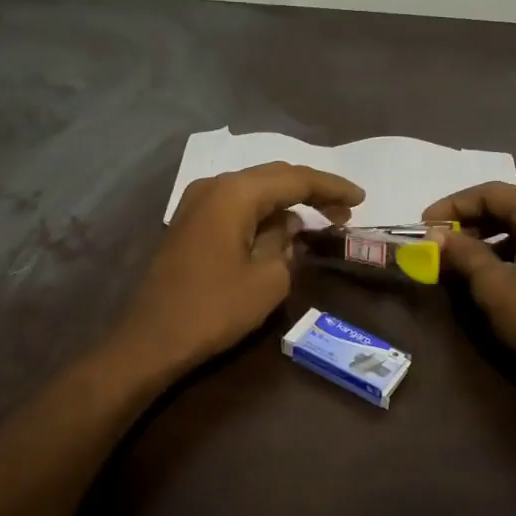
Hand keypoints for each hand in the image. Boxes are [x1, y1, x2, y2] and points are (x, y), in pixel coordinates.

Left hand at [115, 162, 364, 374]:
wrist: (154, 338)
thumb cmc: (215, 308)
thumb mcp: (268, 279)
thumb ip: (285, 242)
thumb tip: (286, 226)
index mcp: (234, 193)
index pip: (295, 179)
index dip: (331, 187)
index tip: (361, 199)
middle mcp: (214, 186)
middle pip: (273, 177)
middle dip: (311, 191)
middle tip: (344, 210)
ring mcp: (196, 203)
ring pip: (253, 190)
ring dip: (286, 202)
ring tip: (320, 219)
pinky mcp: (190, 223)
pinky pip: (235, 206)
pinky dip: (262, 213)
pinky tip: (281, 228)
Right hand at [425, 183, 515, 390]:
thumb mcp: (493, 285)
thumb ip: (463, 254)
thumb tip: (436, 236)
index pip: (490, 193)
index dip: (452, 206)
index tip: (424, 225)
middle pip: (510, 207)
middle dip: (471, 223)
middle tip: (440, 243)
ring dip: (490, 239)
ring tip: (461, 261)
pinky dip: (512, 253)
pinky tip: (494, 275)